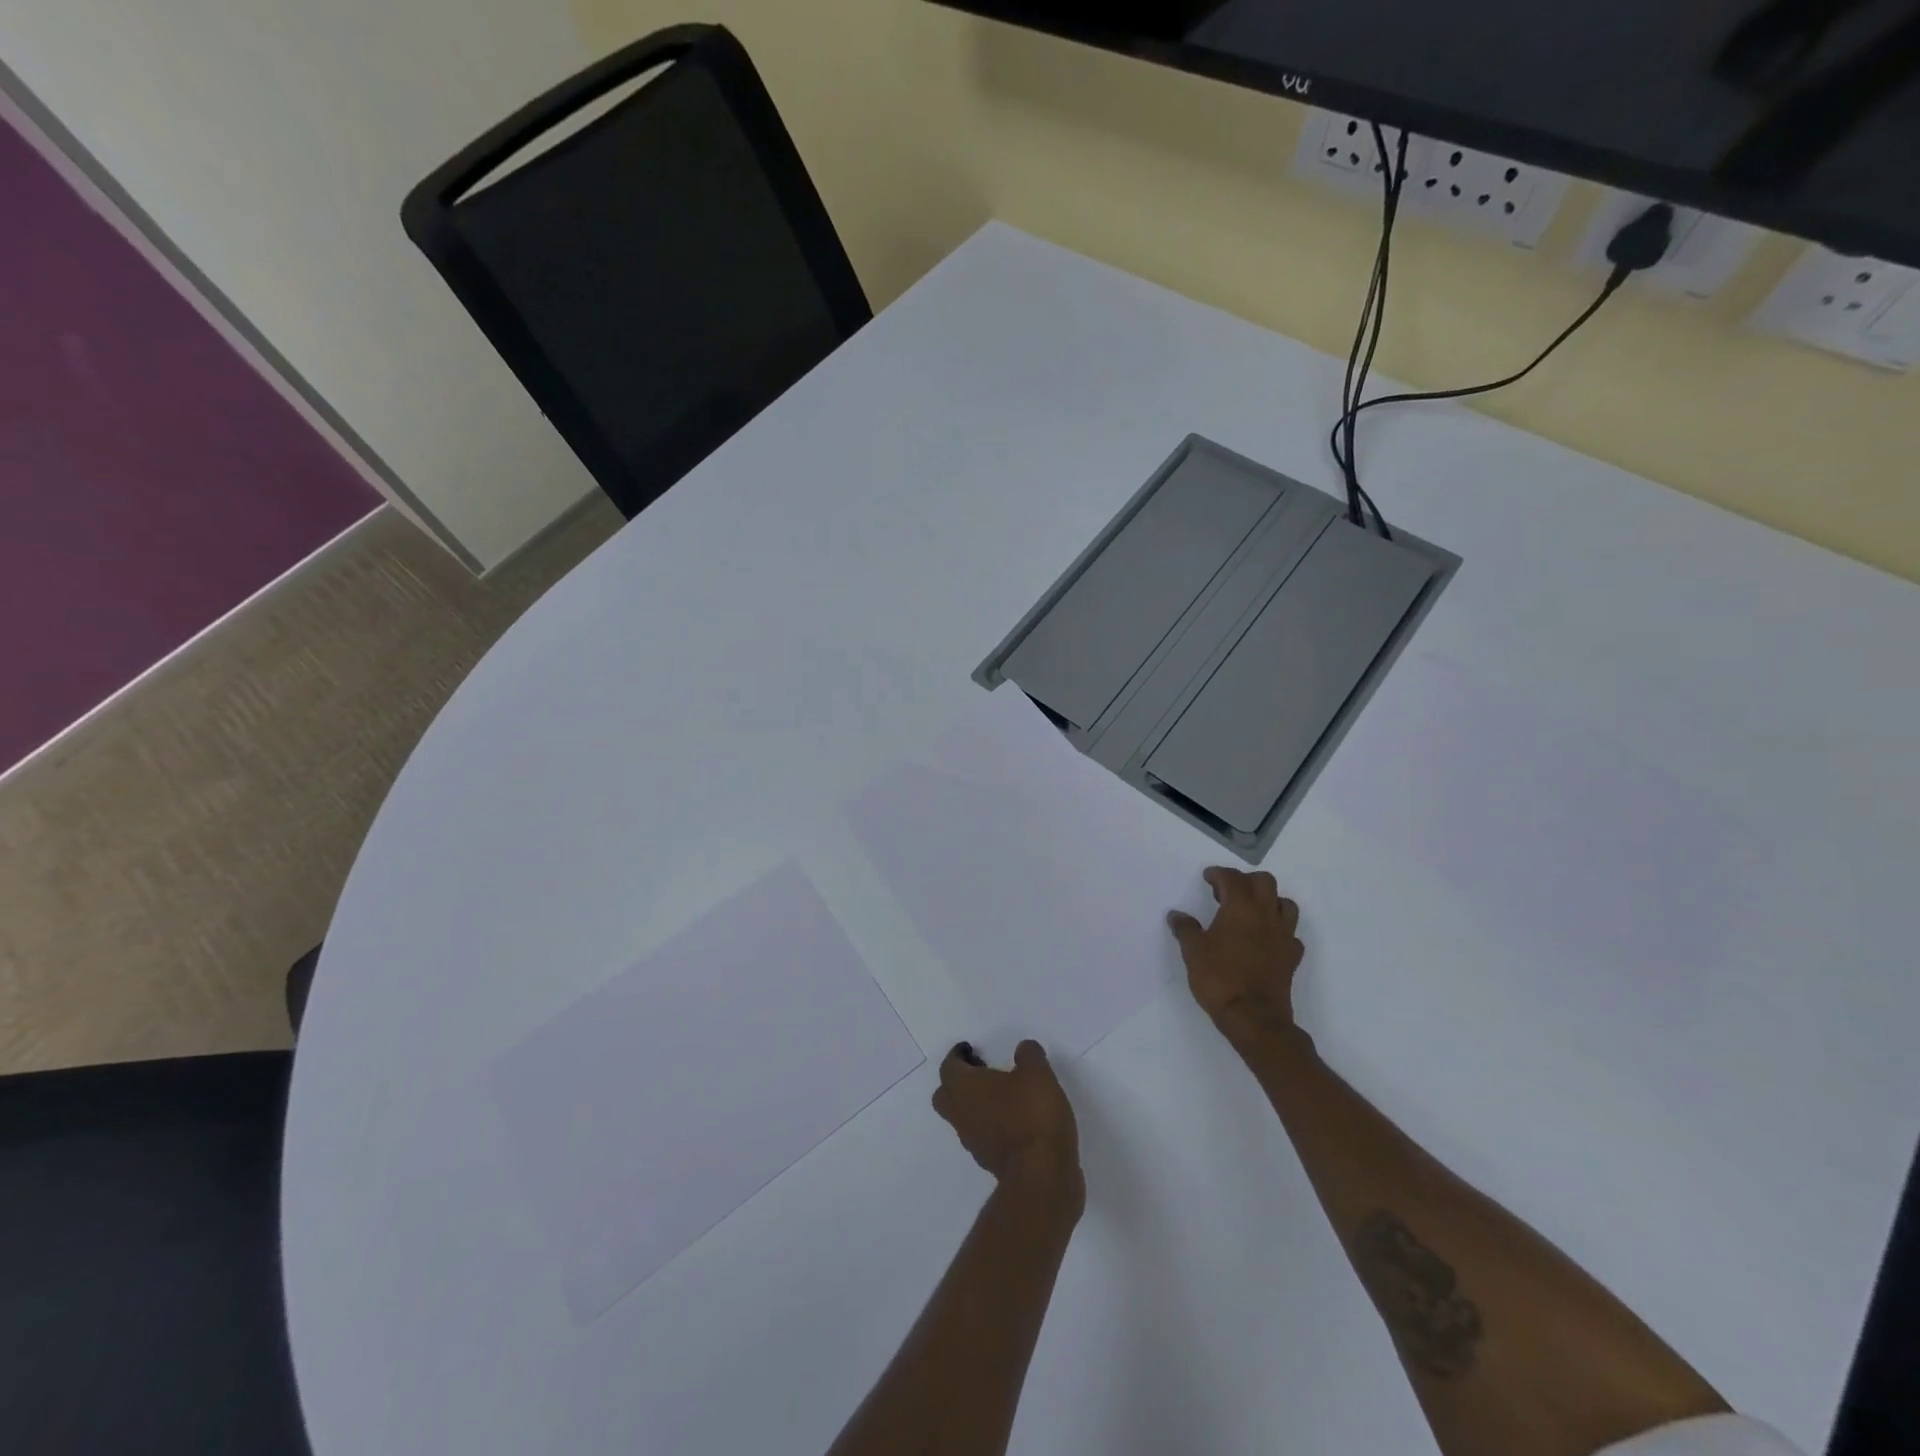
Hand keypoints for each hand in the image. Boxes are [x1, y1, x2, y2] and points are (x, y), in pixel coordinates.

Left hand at [933, 1040, 1083, 1212]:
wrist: (1042, 1176)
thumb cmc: (1032, 1115)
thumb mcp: (1037, 1073)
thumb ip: (1028, 1055)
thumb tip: (1023, 1049)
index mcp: (964, 1088)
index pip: (948, 1067)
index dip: (957, 1055)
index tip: (970, 1048)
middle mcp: (961, 1115)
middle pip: (945, 1095)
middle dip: (957, 1081)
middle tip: (980, 1071)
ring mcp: (973, 1142)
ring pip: (962, 1117)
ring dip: (974, 1105)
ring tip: (1002, 1094)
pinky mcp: (989, 1162)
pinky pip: (981, 1136)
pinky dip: (990, 1124)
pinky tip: (1014, 1120)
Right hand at [1167, 866, 1303, 1043]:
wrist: (1253, 1017)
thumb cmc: (1219, 978)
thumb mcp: (1193, 952)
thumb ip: (1185, 929)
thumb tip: (1176, 915)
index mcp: (1240, 908)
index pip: (1233, 878)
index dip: (1219, 874)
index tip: (1207, 877)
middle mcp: (1266, 915)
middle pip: (1264, 882)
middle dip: (1245, 880)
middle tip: (1227, 892)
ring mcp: (1283, 936)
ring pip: (1285, 904)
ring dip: (1268, 900)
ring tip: (1251, 912)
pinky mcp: (1292, 957)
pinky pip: (1290, 934)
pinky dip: (1279, 930)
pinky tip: (1266, 940)